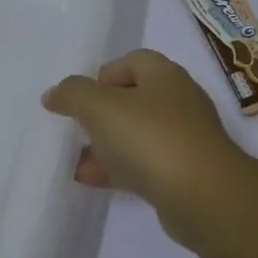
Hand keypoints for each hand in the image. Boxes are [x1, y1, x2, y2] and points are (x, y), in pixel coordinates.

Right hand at [41, 49, 254, 244]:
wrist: (203, 196)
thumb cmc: (150, 138)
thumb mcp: (100, 107)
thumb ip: (73, 94)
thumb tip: (54, 94)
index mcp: (165, 75)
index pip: (133, 61)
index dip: (103, 74)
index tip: (79, 97)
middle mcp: (179, 101)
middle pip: (135, 99)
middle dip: (102, 112)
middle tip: (76, 127)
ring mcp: (185, 139)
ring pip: (138, 135)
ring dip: (107, 144)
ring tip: (75, 158)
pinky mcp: (185, 174)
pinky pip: (145, 165)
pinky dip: (119, 169)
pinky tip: (91, 180)